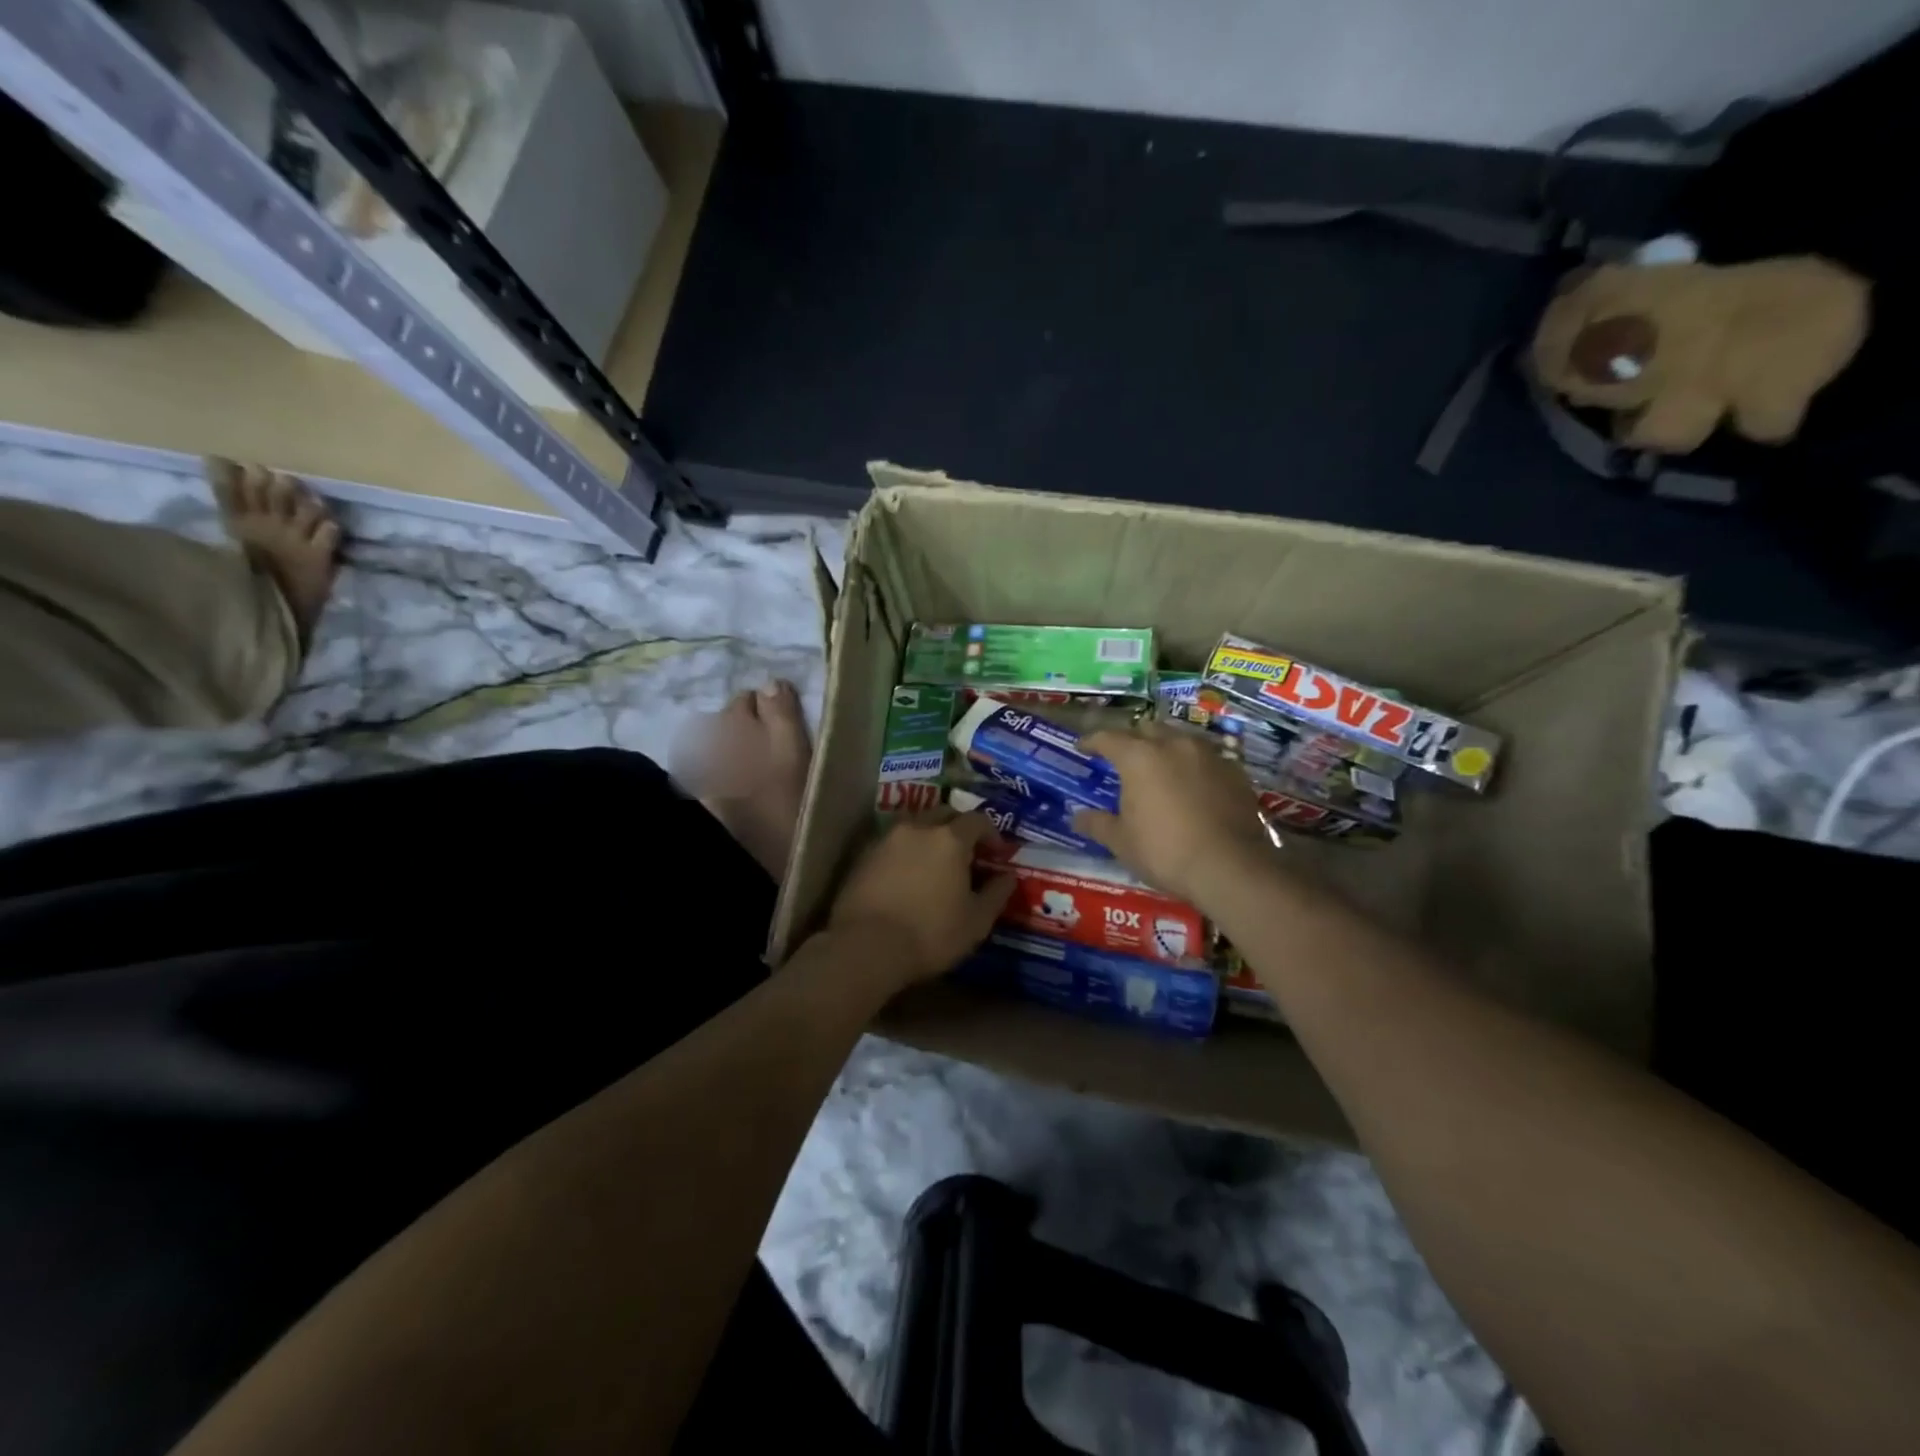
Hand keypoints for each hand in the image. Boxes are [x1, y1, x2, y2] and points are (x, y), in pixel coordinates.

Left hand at [827, 811, 1015, 989]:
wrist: (866, 947)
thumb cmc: (931, 934)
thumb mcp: (976, 921)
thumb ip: (997, 894)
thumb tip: (1008, 877)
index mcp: (950, 839)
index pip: (977, 820)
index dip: (991, 833)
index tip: (996, 853)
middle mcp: (918, 828)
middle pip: (944, 814)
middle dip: (959, 828)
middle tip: (966, 853)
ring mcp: (886, 839)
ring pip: (915, 825)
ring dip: (929, 836)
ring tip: (934, 863)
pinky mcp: (863, 855)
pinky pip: (892, 843)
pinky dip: (905, 851)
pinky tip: (906, 875)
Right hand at [1073, 725, 1272, 904]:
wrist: (1230, 867)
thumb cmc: (1165, 851)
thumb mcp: (1122, 842)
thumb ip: (1097, 824)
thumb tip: (1076, 817)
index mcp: (1139, 758)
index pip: (1108, 738)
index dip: (1092, 741)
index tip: (1082, 747)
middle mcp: (1173, 745)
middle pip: (1147, 729)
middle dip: (1133, 739)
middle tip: (1124, 757)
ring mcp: (1208, 755)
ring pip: (1180, 739)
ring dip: (1166, 748)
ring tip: (1160, 767)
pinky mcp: (1234, 771)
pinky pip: (1207, 758)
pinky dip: (1194, 766)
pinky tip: (1193, 784)